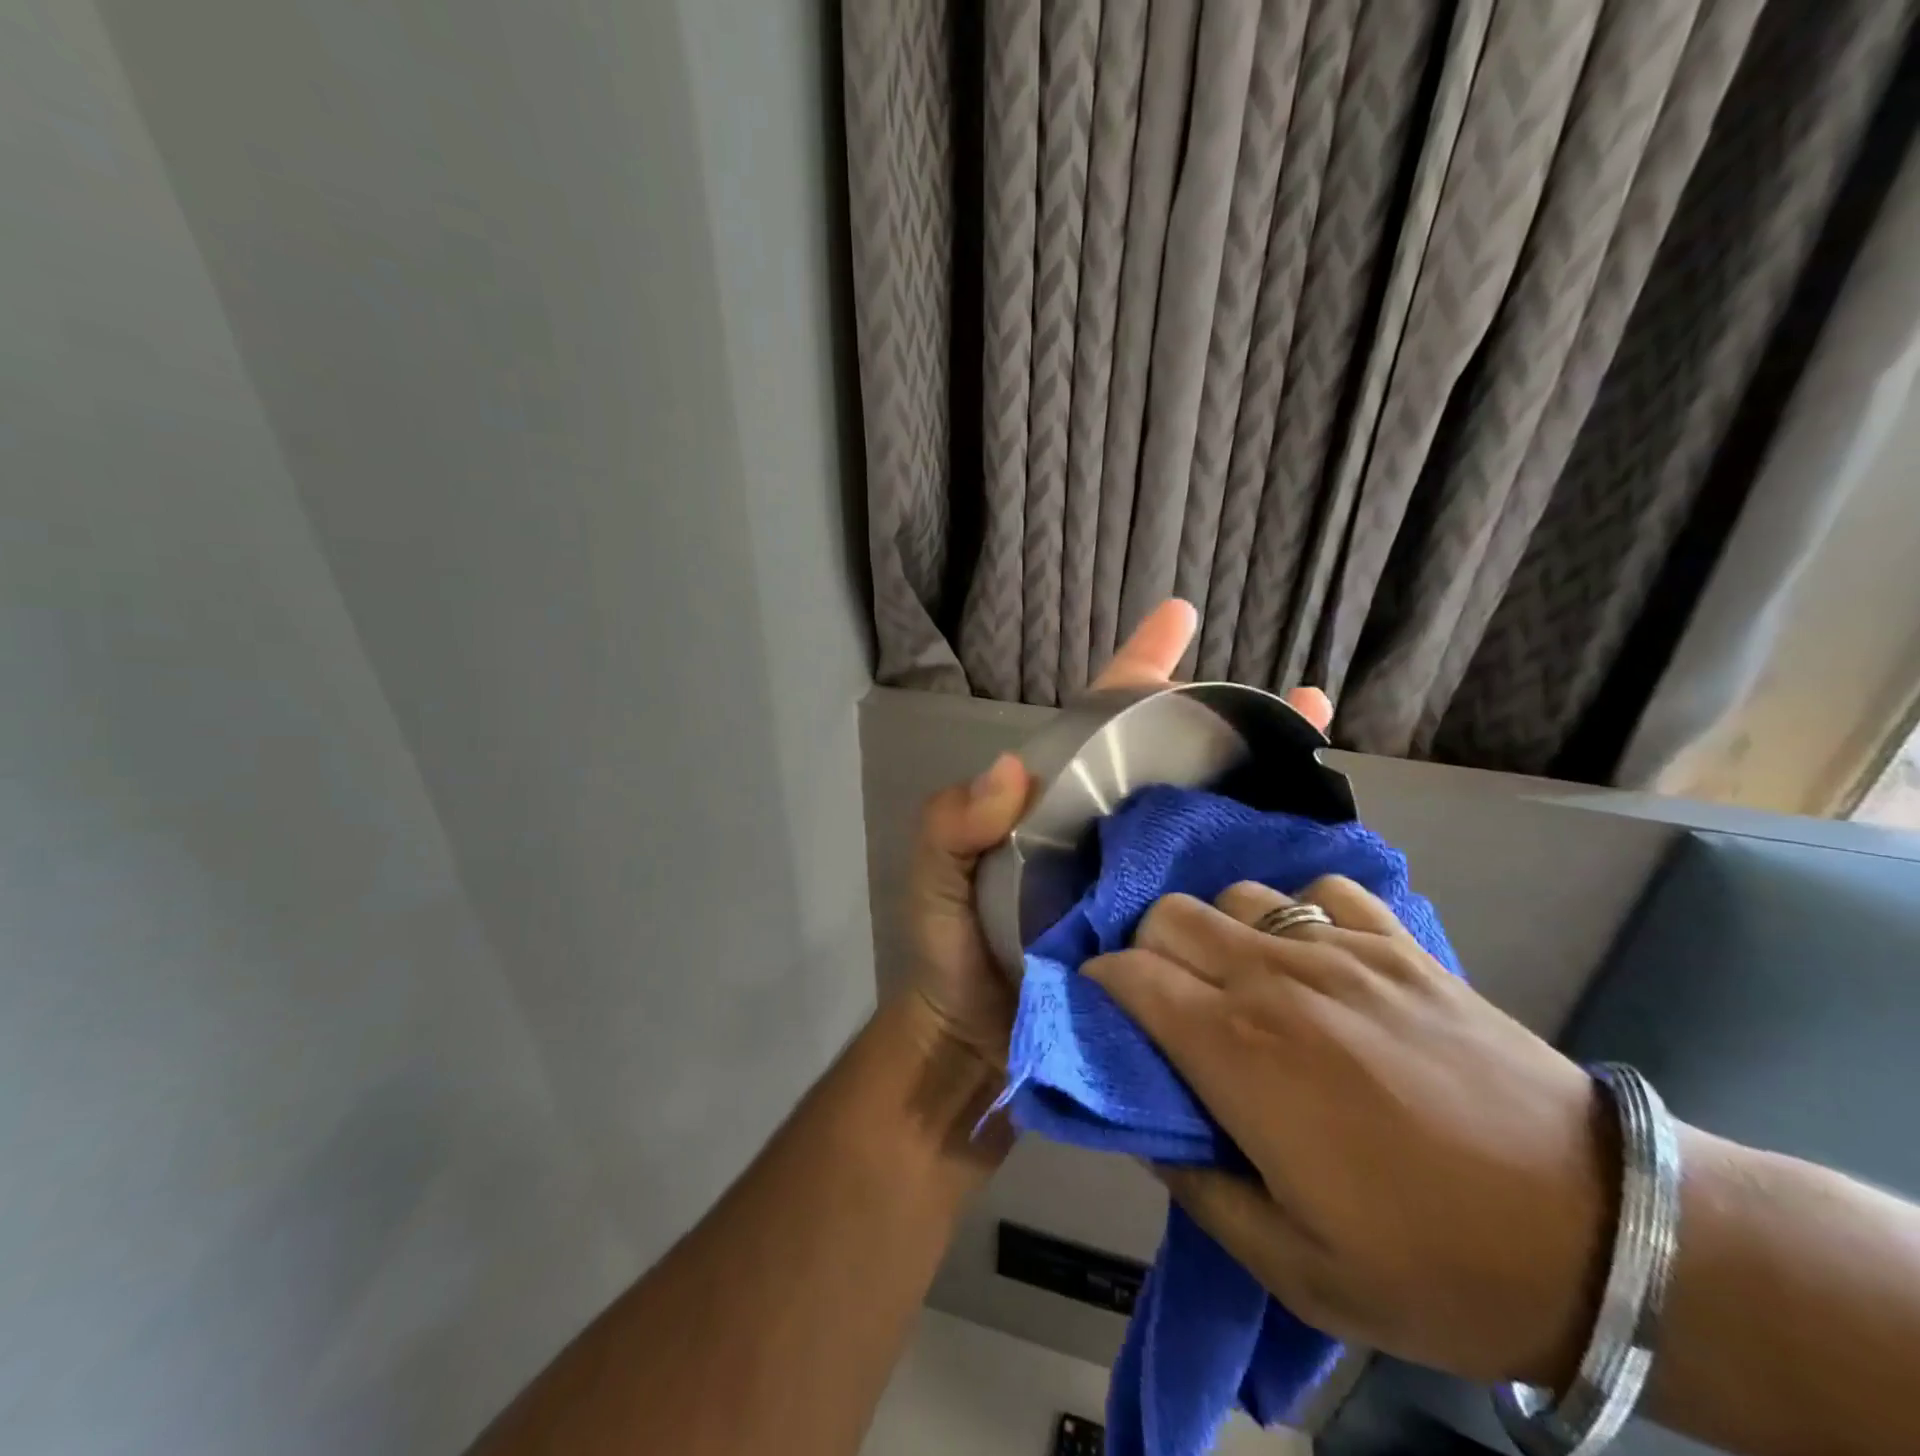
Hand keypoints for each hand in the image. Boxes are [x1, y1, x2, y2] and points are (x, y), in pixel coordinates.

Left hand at [904, 600, 1332, 1073]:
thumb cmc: (953, 949)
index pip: (1101, 719)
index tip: (1178, 617)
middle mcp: (1111, 828)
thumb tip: (1008, 771)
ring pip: (1210, 814)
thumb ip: (953, 822)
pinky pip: (1221, 884)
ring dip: (1266, 781)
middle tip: (1301, 698)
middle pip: (1176, 758)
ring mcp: (1146, 877)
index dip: (1140, 666)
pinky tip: (1313, 850)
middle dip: (1231, 721)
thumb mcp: (935, 875)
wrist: (980, 1042)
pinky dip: (1263, 862)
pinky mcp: (1171, 930)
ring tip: (1323, 748)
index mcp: (1060, 803)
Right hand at [1085, 876, 1613, 1388]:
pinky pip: (1323, 891)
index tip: (1102, 1009)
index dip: (1100, 984)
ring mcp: (1342, 950)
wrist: (1601, 1237)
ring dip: (1219, 930)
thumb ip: (1197, 1187)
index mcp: (1239, 1051)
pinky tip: (1317, 957)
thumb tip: (1151, 1126)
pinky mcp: (1400, 944)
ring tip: (1241, 979)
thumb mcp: (1294, 1268)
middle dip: (1147, 949)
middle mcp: (1276, 979)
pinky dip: (1301, 912)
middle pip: (1170, 915)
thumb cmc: (1434, 1264)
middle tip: (1166, 999)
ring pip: (1238, 895)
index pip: (1131, 975)